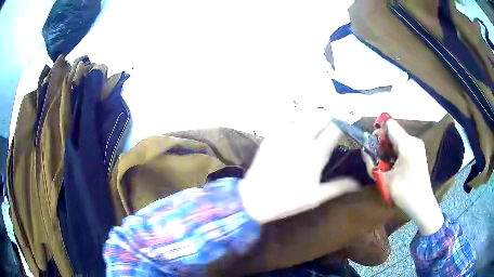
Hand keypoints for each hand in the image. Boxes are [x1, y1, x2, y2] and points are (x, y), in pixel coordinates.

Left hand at [239, 116, 359, 223]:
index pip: (335, 128)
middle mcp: (301, 138)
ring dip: (314, 115)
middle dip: (331, 117)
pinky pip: (286, 117)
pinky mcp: (271, 134)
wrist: (253, 199)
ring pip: (305, 112)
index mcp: (316, 154)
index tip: (349, 123)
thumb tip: (359, 184)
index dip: (344, 123)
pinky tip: (298, 124)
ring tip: (317, 124)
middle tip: (333, 126)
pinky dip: (296, 116)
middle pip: (322, 115)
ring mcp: (284, 134)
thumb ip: (339, 187)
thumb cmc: (287, 200)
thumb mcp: (315, 197)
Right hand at [363, 120, 443, 234]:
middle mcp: (413, 140)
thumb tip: (364, 151)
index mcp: (407, 144)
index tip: (373, 147)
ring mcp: (417, 146)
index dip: (378, 132)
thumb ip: (371, 164)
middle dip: (383, 143)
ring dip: (389, 149)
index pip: (389, 124)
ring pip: (398, 139)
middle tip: (378, 160)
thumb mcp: (384, 180)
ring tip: (386, 166)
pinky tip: (395, 167)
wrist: (422, 205)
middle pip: (394, 132)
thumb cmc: (405, 192)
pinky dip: (396, 153)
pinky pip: (404, 146)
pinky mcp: (418, 153)